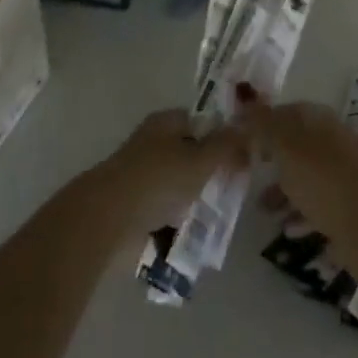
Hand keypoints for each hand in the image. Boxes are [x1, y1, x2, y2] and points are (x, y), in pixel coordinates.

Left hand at [91, 109, 244, 238]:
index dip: (224, 135)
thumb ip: (226, 145)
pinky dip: (183, 222)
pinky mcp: (138, 209)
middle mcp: (153, 145)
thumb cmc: (158, 180)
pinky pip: (168, 213)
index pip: (201, 121)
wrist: (110, 221)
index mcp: (165, 123)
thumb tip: (247, 127)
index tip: (246, 155)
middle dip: (213, 171)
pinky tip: (202, 235)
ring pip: (181, 186)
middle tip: (239, 188)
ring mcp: (144, 178)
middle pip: (191, 154)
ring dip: (199, 200)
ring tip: (225, 216)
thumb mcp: (200, 159)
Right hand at [232, 92, 357, 236]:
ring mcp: (342, 173)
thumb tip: (243, 108)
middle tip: (246, 170)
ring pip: (305, 175)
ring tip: (261, 207)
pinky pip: (316, 204)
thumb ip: (261, 126)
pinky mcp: (347, 206)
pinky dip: (299, 212)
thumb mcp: (284, 146)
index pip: (285, 111)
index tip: (239, 138)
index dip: (261, 121)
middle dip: (270, 157)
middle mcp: (332, 141)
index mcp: (319, 120)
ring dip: (282, 189)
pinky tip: (286, 228)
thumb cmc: (321, 178)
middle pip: (295, 144)